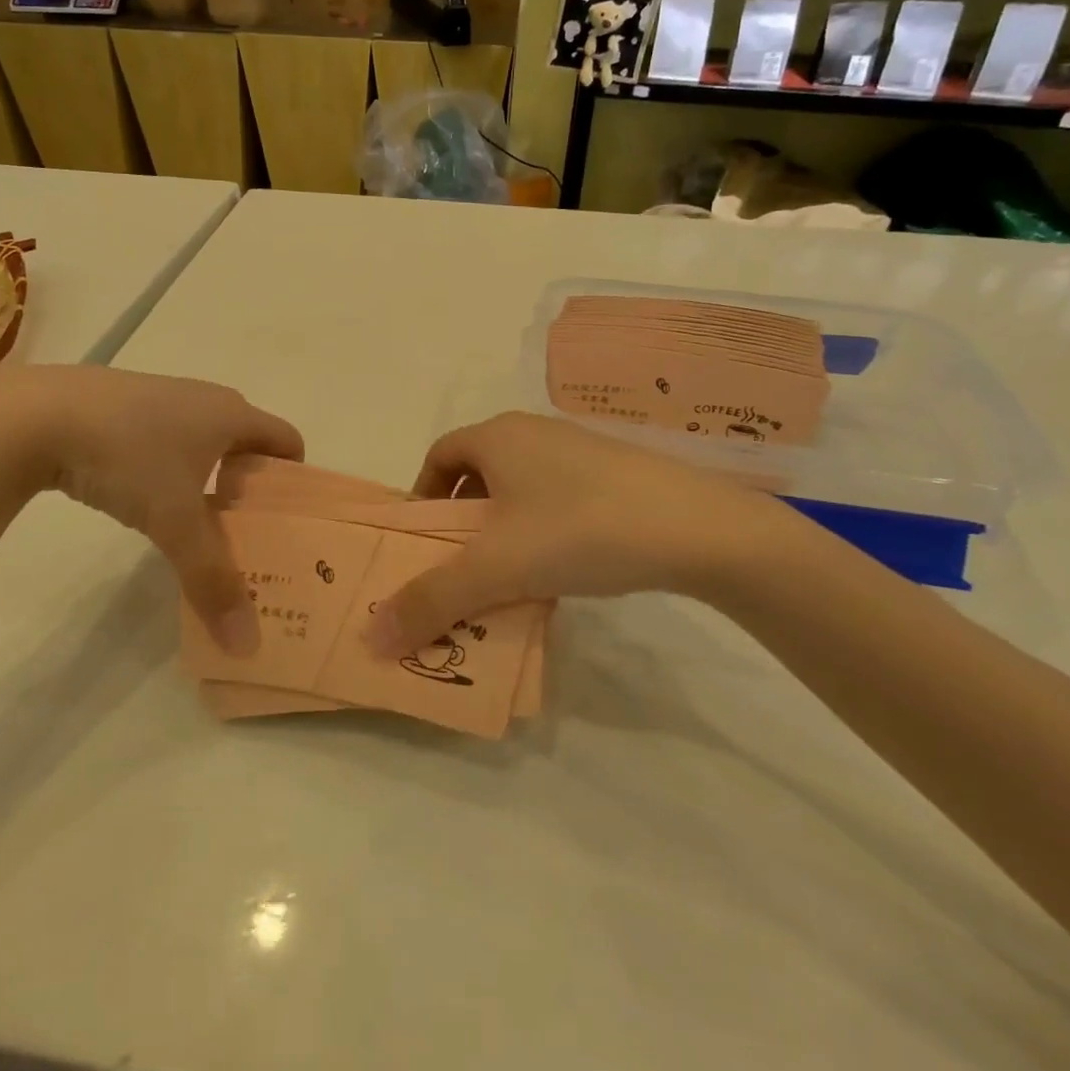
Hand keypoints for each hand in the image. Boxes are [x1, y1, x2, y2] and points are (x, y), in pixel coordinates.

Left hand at [0, 365, 302, 653]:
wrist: (34, 415)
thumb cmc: (127, 457)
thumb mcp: (173, 521)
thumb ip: (212, 579)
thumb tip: (245, 642)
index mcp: (233, 414)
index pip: (288, 442)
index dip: (296, 481)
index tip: (286, 524)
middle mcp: (207, 398)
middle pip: (250, 444)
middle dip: (253, 489)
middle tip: (247, 536)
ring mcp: (165, 396)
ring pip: (207, 442)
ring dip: (213, 480)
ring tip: (199, 526)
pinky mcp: (127, 404)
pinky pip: (171, 438)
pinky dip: (176, 468)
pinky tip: (148, 499)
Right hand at [365, 412, 802, 655]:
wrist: (696, 528)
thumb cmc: (579, 529)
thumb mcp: (497, 568)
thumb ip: (431, 600)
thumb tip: (372, 637)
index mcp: (497, 436)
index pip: (438, 455)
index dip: (421, 497)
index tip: (422, 544)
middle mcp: (533, 433)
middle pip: (477, 475)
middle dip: (461, 524)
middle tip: (458, 572)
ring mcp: (578, 452)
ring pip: (519, 491)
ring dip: (502, 534)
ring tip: (507, 582)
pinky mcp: (614, 475)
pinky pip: (556, 501)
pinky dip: (541, 534)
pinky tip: (559, 575)